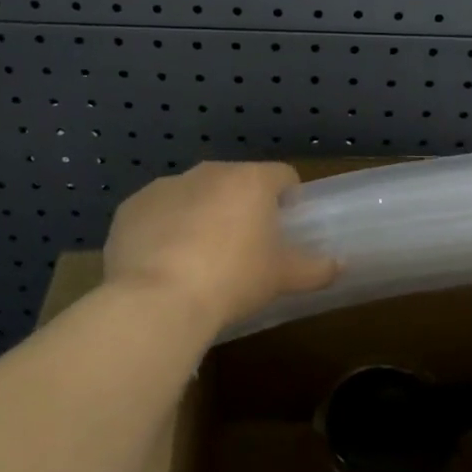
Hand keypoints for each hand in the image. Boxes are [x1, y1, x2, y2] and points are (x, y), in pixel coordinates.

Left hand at [103, 162, 338, 332]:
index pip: (282, 176)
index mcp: (250, 180)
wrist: (158, 299)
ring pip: (193, 195)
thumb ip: (315, 268)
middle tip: (243, 248)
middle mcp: (208, 172)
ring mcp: (166, 186)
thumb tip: (340, 265)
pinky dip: (163, 229)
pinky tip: (162, 263)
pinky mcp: (131, 207)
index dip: (288, 199)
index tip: (286, 227)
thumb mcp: (281, 278)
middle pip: (235, 183)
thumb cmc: (233, 280)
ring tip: (199, 259)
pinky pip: (156, 213)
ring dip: (200, 215)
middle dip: (241, 207)